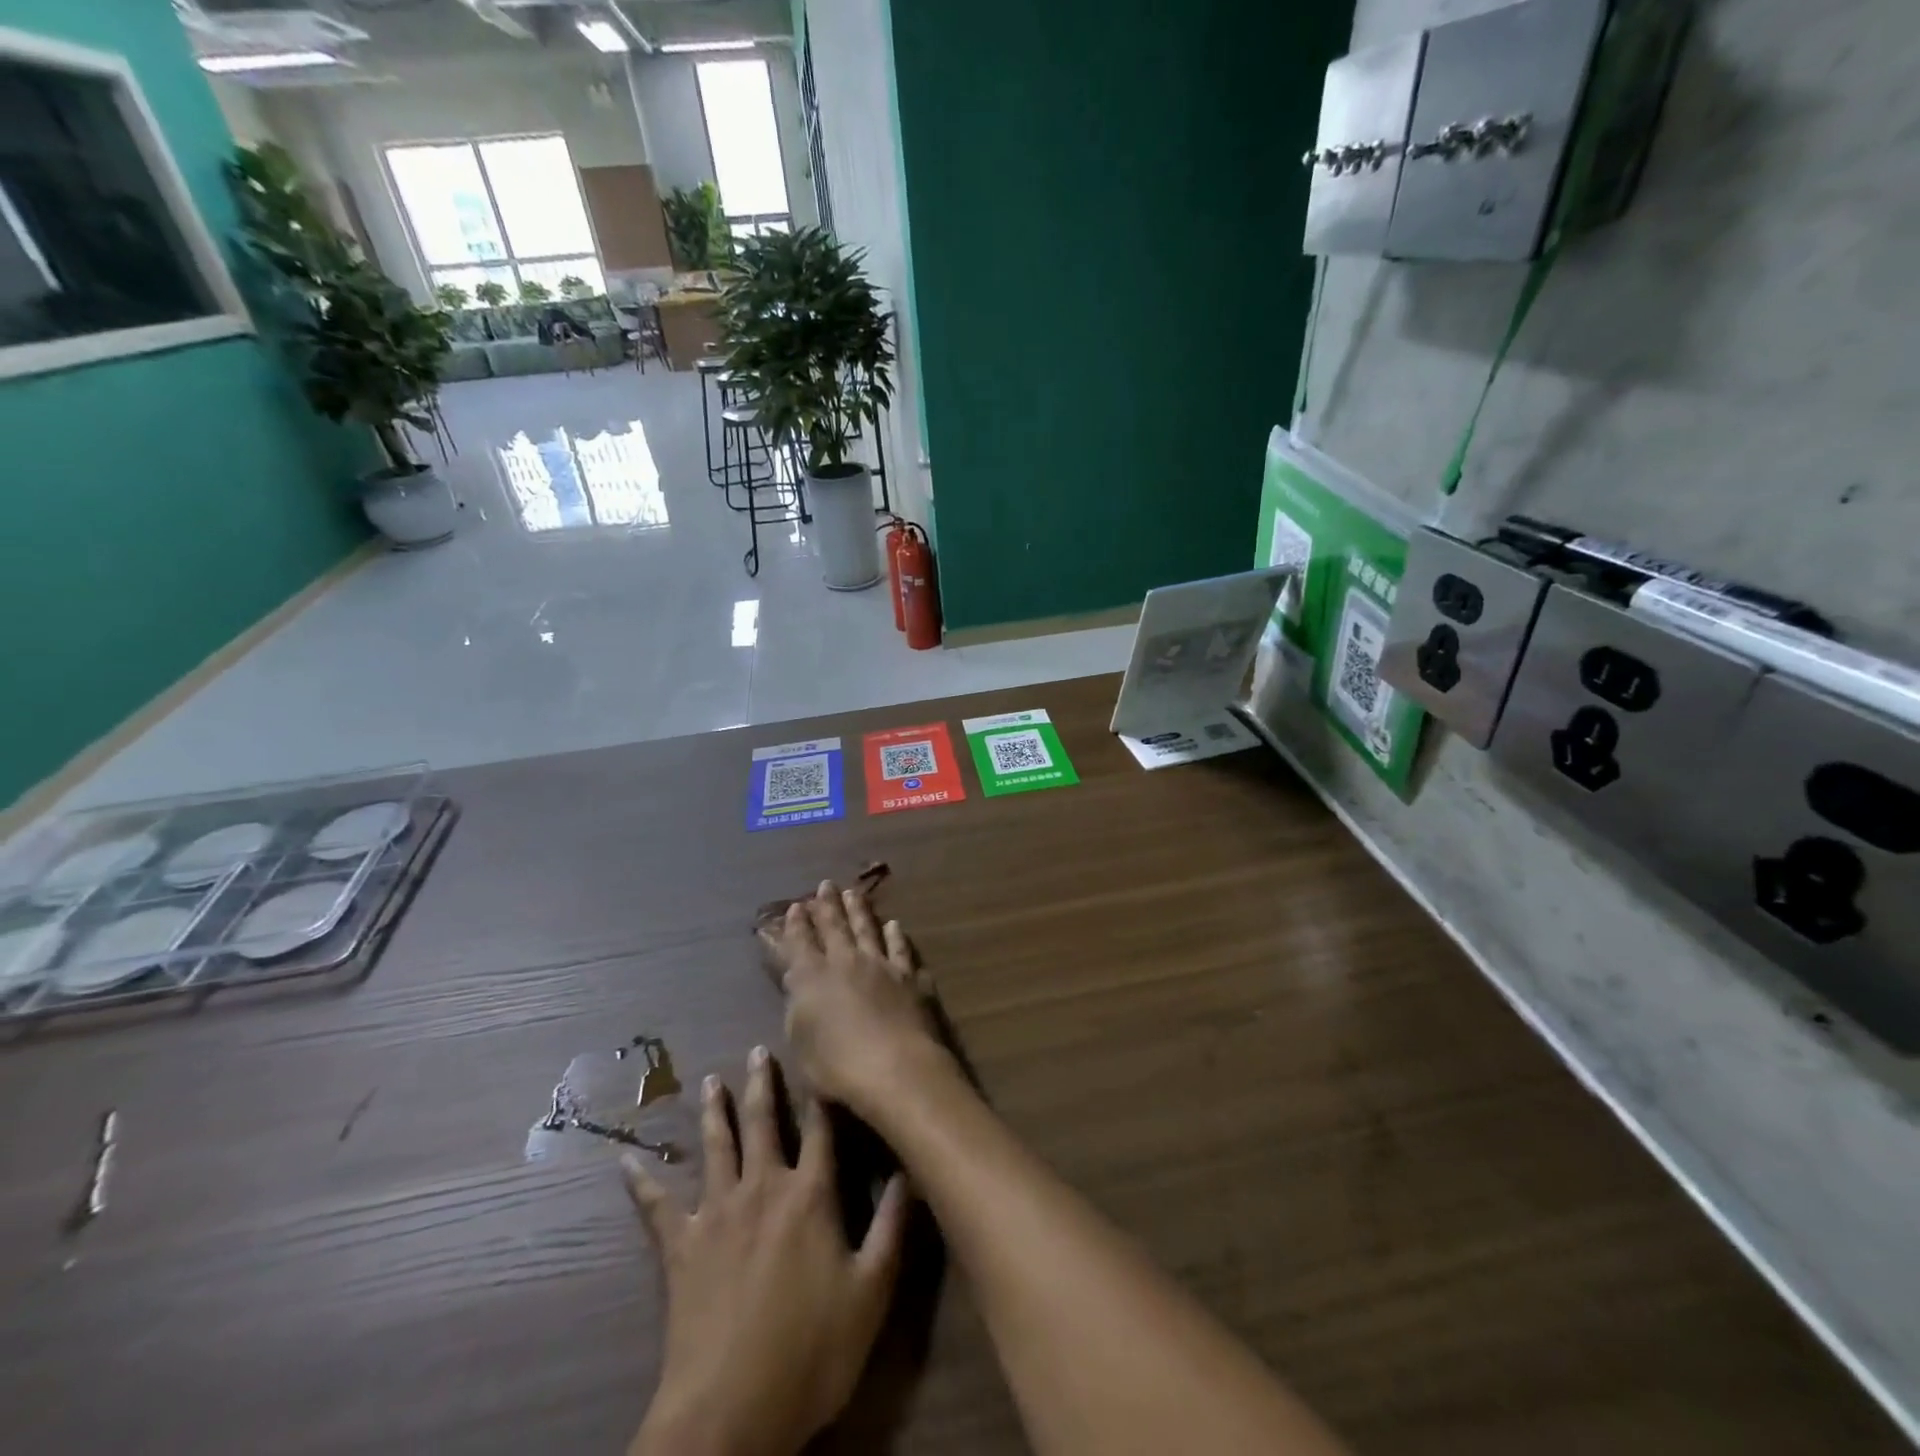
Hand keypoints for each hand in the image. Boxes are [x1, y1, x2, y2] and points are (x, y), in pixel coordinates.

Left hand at [627, 1047, 909, 1455]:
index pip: (821, 1130)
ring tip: (710, 1082)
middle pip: (763, 1123)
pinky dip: (641, 1183)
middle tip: (756, 1050)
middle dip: (762, 1084)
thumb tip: (910, 1169)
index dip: (823, 1093)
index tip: (823, 1058)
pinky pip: (656, 1207)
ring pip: (715, 1148)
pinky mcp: (680, 1247)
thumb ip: (892, 1227)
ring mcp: (716, 1213)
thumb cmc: (811, 1353)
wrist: (729, 1413)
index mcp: (810, 1195)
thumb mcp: (872, 1293)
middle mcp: (763, 1188)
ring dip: (713, 1112)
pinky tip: (624, 1161)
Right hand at [762, 881, 949, 1117]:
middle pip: (835, 927)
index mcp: (812, 978)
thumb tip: (796, 977)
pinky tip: (894, 926)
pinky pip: (901, 949)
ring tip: (854, 893)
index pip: (800, 944)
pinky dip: (896, 936)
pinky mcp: (910, 977)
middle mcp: (846, 962)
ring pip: (867, 930)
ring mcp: (882, 966)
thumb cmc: (837, 1068)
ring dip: (859, 911)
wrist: (896, 1068)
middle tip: (825, 884)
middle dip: (827, 905)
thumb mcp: (801, 1041)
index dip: (796, 925)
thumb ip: (797, 1005)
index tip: (796, 906)